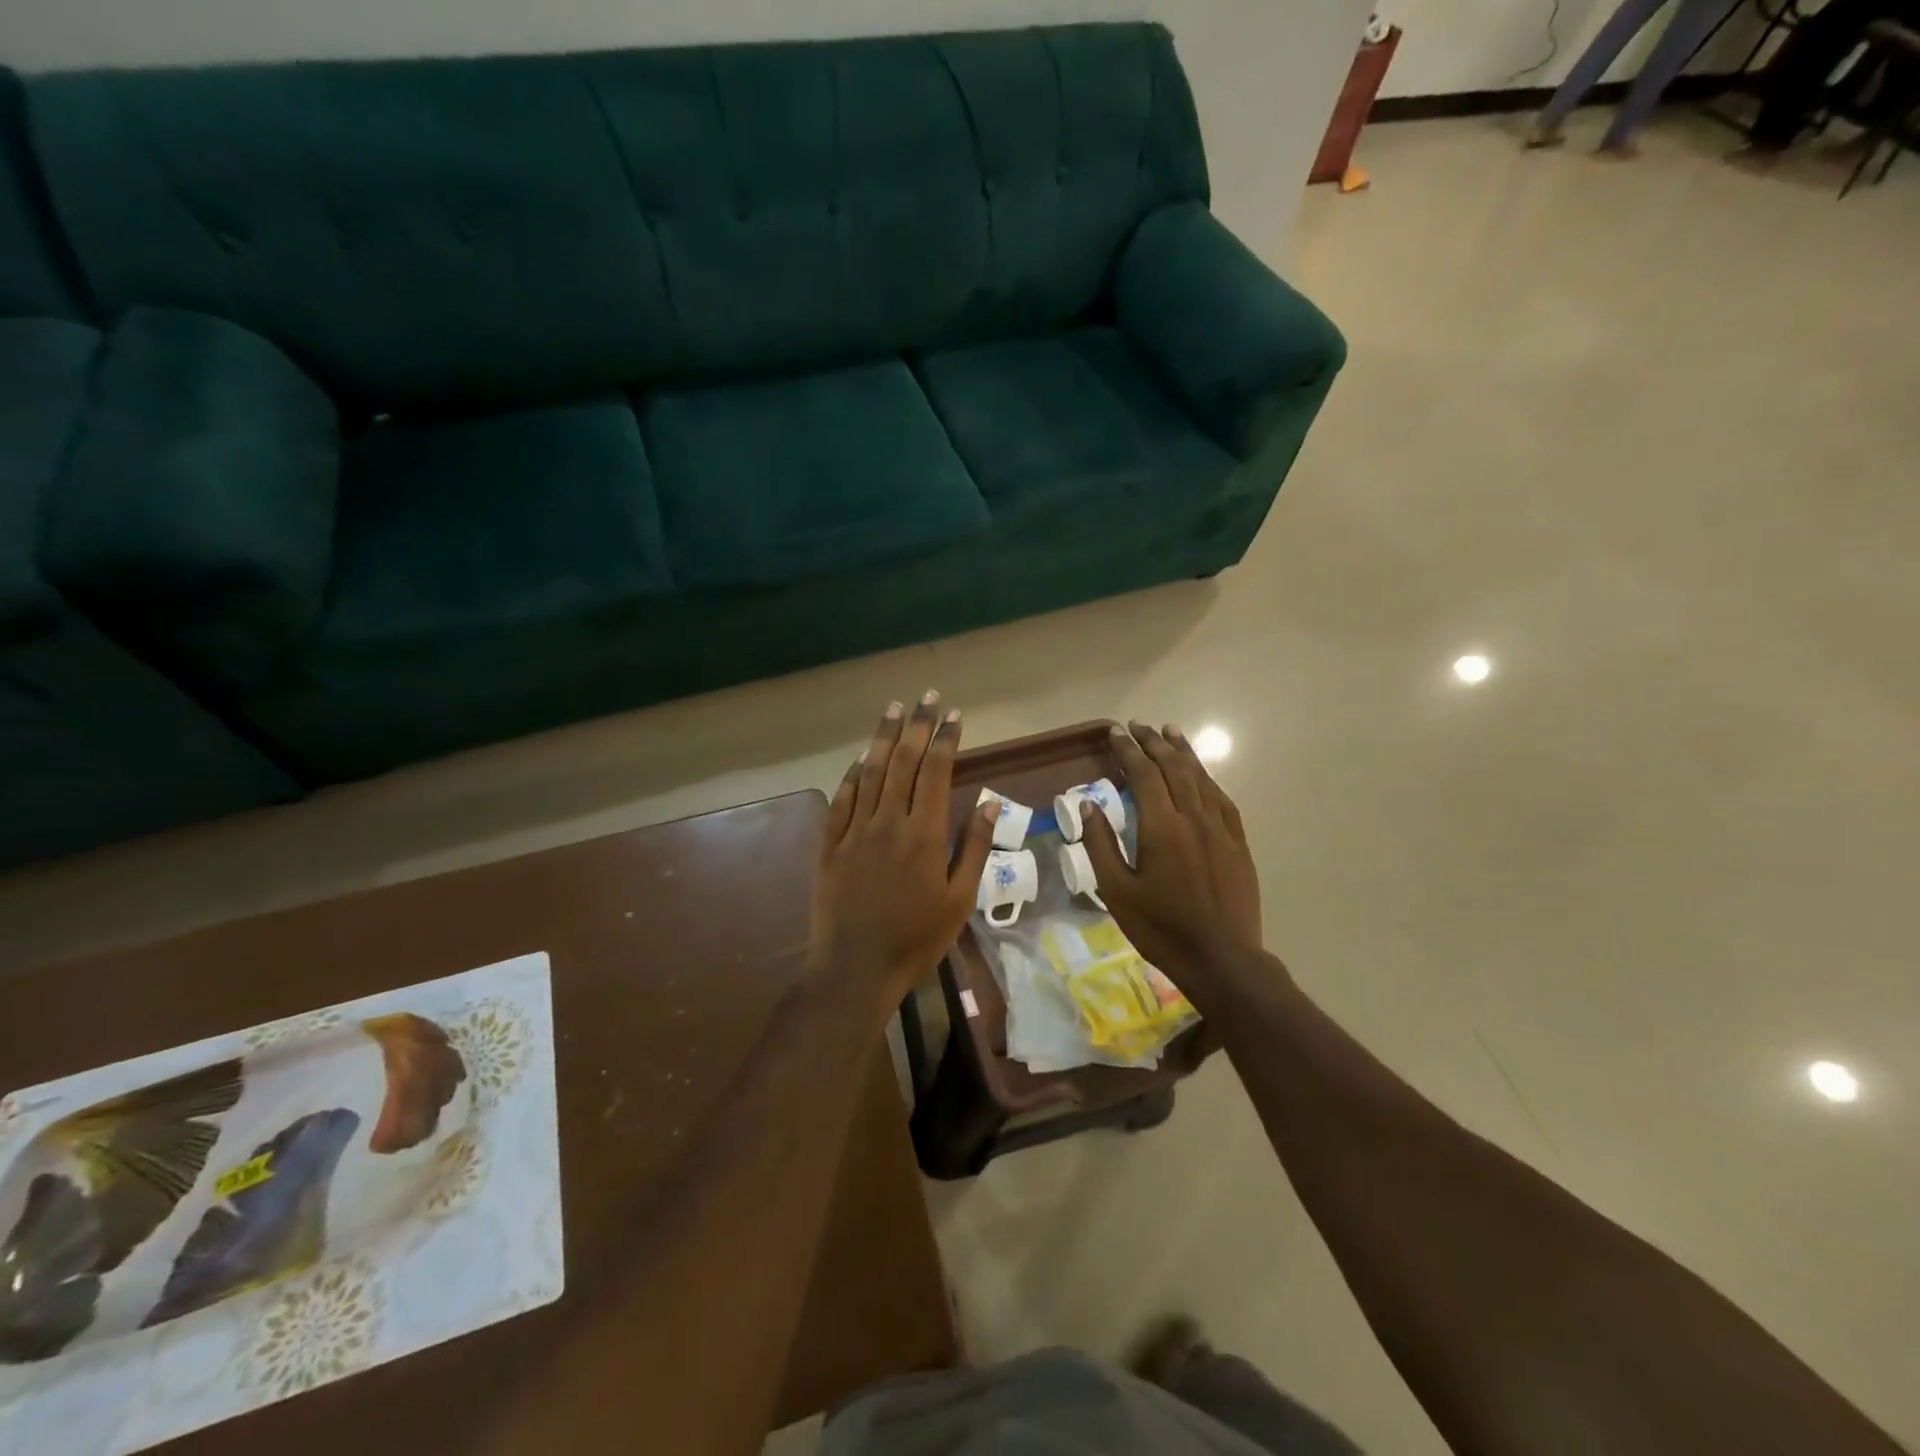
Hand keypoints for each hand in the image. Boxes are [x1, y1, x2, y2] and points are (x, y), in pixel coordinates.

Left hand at [811, 692, 995, 1016]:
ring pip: (869, 772)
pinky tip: (860, 759)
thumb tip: (987, 802)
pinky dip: (853, 774)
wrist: (855, 967)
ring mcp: (854, 830)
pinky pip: (842, 798)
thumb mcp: (959, 900)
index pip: (934, 771)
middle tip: (926, 696)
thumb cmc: (916, 938)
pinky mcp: (830, 844)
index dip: (944, 739)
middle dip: (915, 725)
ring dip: (882, 738)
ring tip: (893, 709)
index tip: (953, 714)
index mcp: (923, 834)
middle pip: (902, 761)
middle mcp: (887, 821)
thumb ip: (973, 847)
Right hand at [1077, 722, 1269, 1006]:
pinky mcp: (1238, 843)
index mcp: (1161, 827)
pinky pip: (1222, 799)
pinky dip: (1207, 779)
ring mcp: (1221, 829)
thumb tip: (1088, 804)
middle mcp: (1193, 817)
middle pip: (1174, 767)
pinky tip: (1201, 775)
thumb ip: (1101, 844)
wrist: (1221, 959)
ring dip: (1183, 752)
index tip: (1115, 732)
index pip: (1144, 774)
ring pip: (1201, 778)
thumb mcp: (1117, 891)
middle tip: (1137, 726)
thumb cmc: (1161, 928)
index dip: (1128, 750)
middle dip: (1154, 742)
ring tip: (1170, 732)